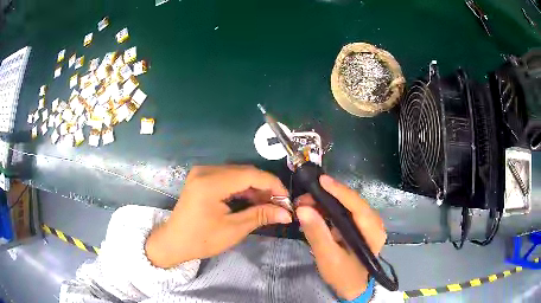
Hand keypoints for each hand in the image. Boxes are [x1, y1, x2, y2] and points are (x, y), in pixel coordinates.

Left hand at [145, 165, 292, 267]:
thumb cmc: (201, 239)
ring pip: (238, 173)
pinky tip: (251, 200)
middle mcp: (205, 171)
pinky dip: (242, 188)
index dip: (273, 184)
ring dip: (255, 187)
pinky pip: (228, 177)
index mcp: (210, 183)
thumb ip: (261, 215)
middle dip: (265, 187)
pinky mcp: (202, 177)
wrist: (174, 242)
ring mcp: (202, 172)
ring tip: (268, 205)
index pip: (250, 174)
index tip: (287, 199)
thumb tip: (287, 213)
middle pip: (245, 172)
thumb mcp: (233, 229)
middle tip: (279, 204)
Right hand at [296, 175, 385, 299]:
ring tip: (306, 203)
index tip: (322, 181)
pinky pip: (346, 212)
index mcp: (373, 232)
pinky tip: (316, 210)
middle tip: (304, 197)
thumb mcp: (328, 257)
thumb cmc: (343, 275)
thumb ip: (317, 233)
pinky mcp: (361, 227)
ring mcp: (369, 224)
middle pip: (353, 203)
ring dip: (327, 202)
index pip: (357, 206)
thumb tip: (302, 209)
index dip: (340, 192)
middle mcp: (375, 224)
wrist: (352, 287)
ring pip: (348, 206)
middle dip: (328, 197)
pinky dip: (330, 209)